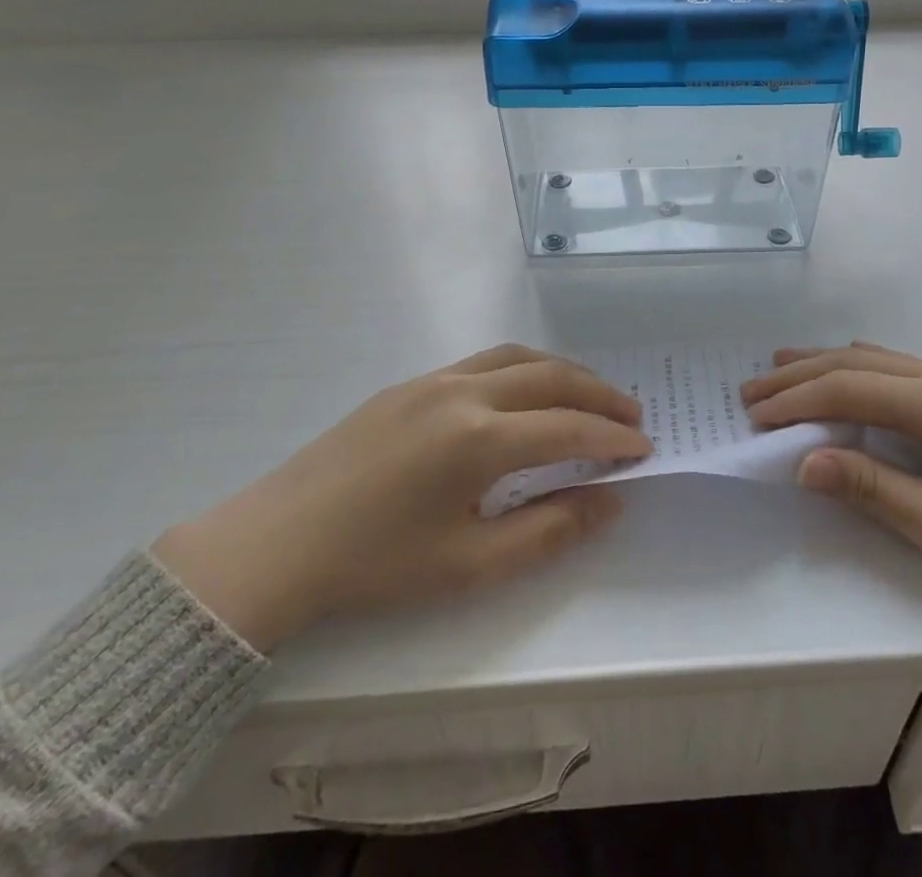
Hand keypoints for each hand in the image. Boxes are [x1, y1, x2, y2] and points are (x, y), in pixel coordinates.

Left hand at [152, 345, 651, 650]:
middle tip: (632, 415)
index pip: (568, 428)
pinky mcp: (411, 382)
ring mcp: (434, 379)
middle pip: (552, 377)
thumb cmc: (375, 566)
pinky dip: (524, 368)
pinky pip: (485, 360)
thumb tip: (608, 501)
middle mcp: (463, 392)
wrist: (276, 544)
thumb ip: (548, 531)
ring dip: (563, 372)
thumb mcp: (469, 565)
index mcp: (479, 439)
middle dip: (599, 394)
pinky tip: (527, 393)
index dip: (612, 438)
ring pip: (518, 356)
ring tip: (590, 396)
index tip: (644, 449)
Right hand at [744, 343, 921, 630]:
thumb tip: (805, 462)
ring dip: (823, 366)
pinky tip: (845, 377)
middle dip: (797, 376)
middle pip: (852, 362)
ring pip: (874, 357)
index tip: (752, 418)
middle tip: (749, 392)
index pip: (844, 389)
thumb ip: (875, 490)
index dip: (793, 402)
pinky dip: (855, 369)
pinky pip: (896, 365)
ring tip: (779, 372)